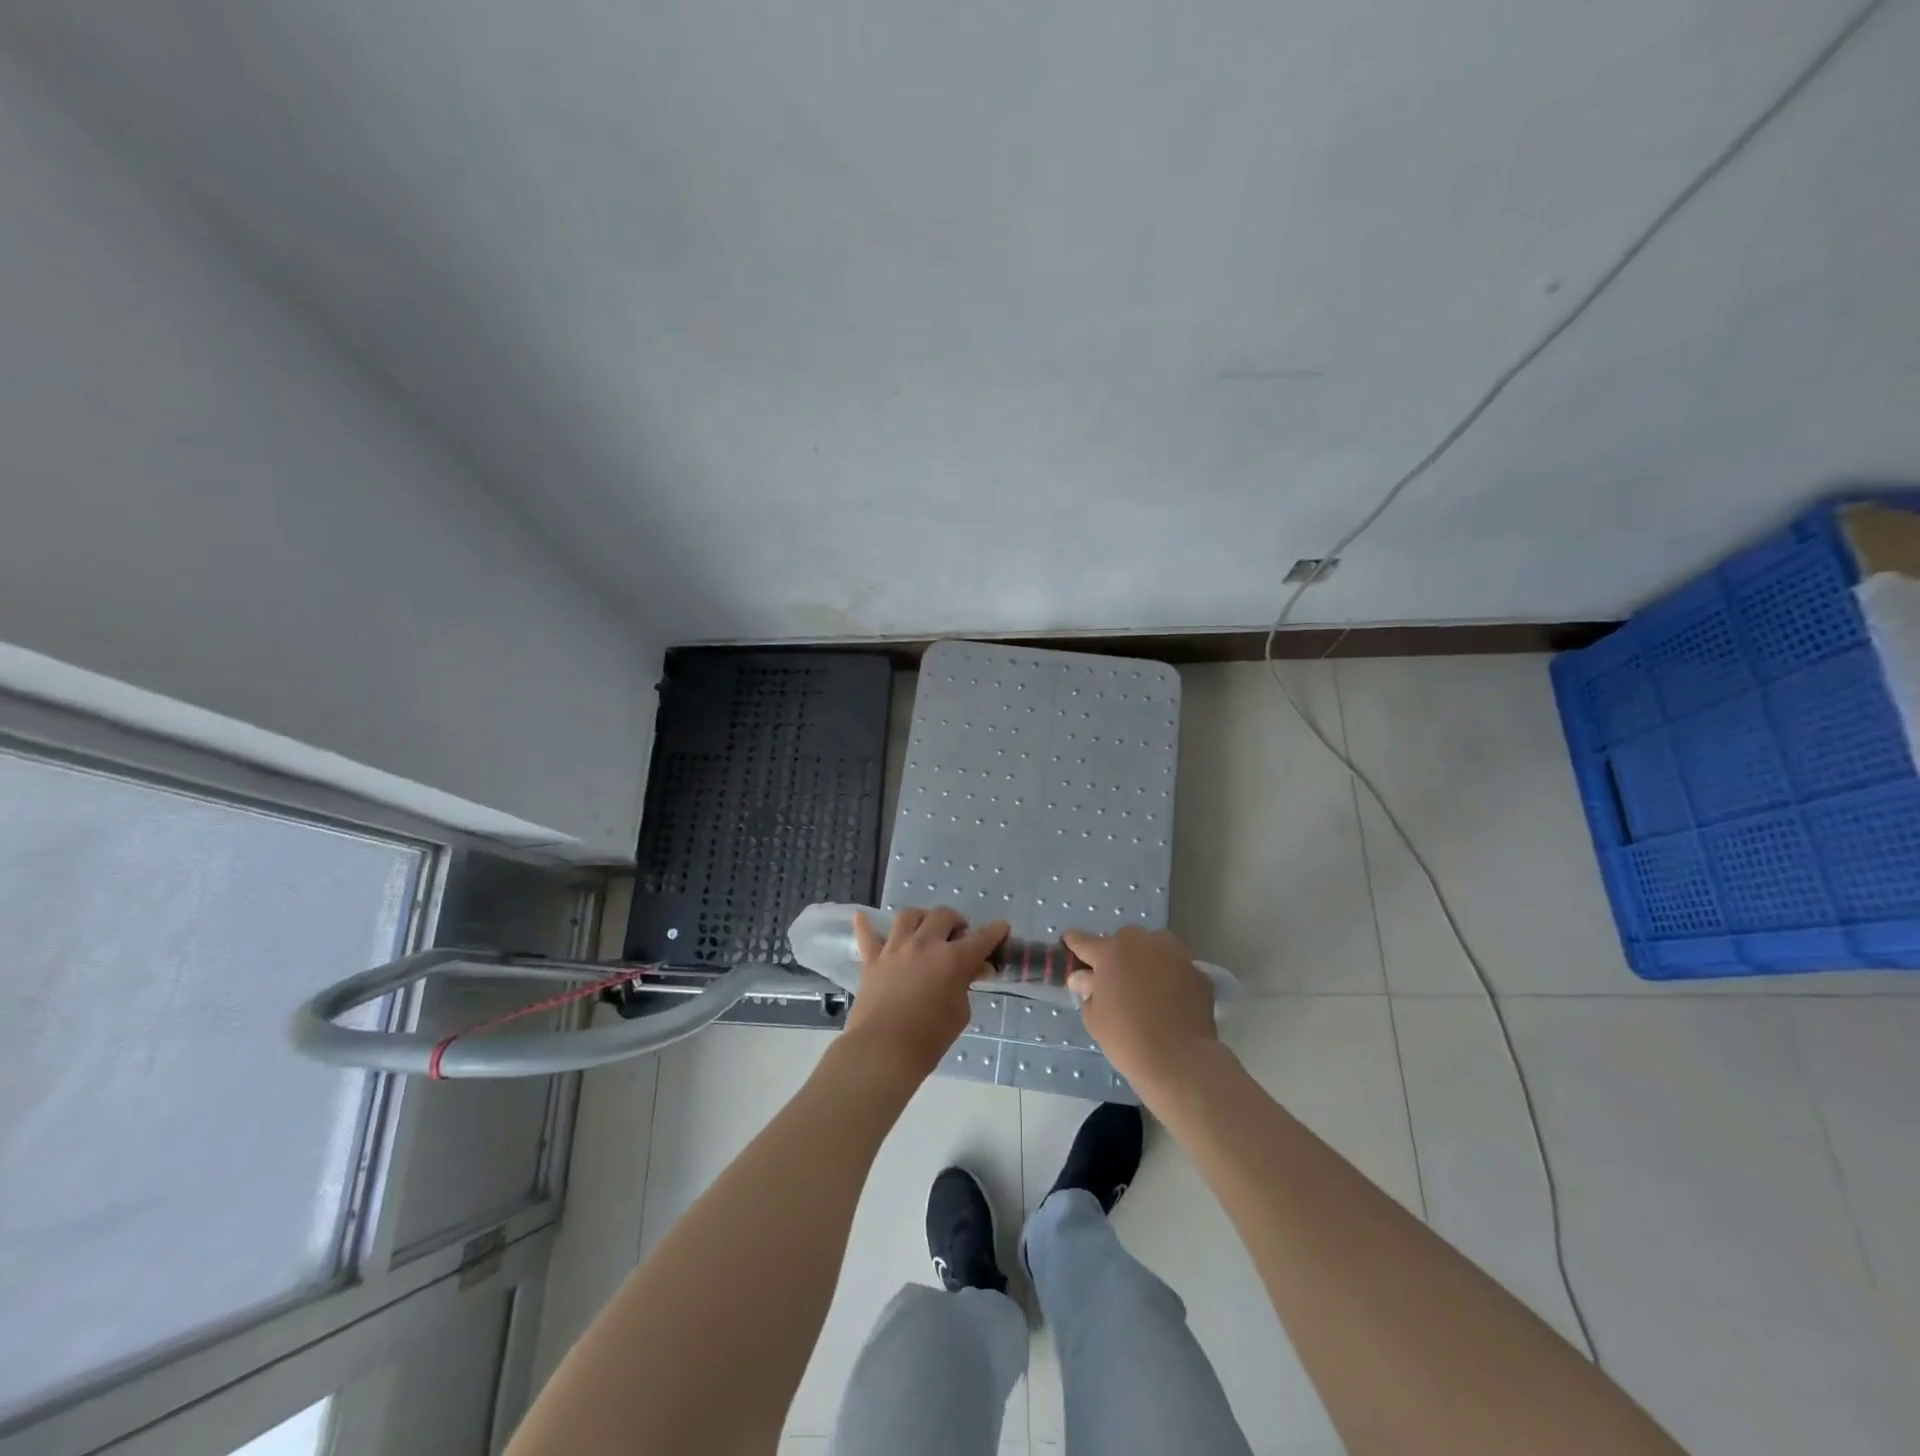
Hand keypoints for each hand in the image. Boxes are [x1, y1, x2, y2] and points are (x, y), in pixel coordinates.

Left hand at [845, 906, 1008, 1084]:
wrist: (882, 1051)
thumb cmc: (928, 1039)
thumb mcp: (959, 1013)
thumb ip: (965, 986)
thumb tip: (970, 970)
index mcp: (952, 959)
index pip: (981, 938)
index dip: (995, 931)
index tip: (1002, 928)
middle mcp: (925, 944)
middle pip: (943, 915)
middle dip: (956, 922)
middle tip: (959, 937)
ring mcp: (895, 948)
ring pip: (909, 916)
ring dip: (922, 918)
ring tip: (925, 930)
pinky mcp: (872, 960)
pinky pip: (867, 935)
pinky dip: (866, 925)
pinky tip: (863, 916)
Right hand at [1062, 925, 1219, 1092]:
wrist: (1180, 1060)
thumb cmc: (1126, 1038)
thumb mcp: (1095, 1017)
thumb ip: (1087, 990)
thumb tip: (1084, 978)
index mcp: (1110, 951)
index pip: (1084, 941)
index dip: (1075, 943)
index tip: (1069, 941)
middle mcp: (1142, 943)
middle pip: (1124, 940)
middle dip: (1118, 954)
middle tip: (1116, 978)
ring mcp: (1174, 953)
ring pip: (1154, 947)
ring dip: (1147, 959)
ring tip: (1147, 985)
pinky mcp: (1198, 970)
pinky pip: (1177, 967)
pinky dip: (1171, 976)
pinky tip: (1171, 998)